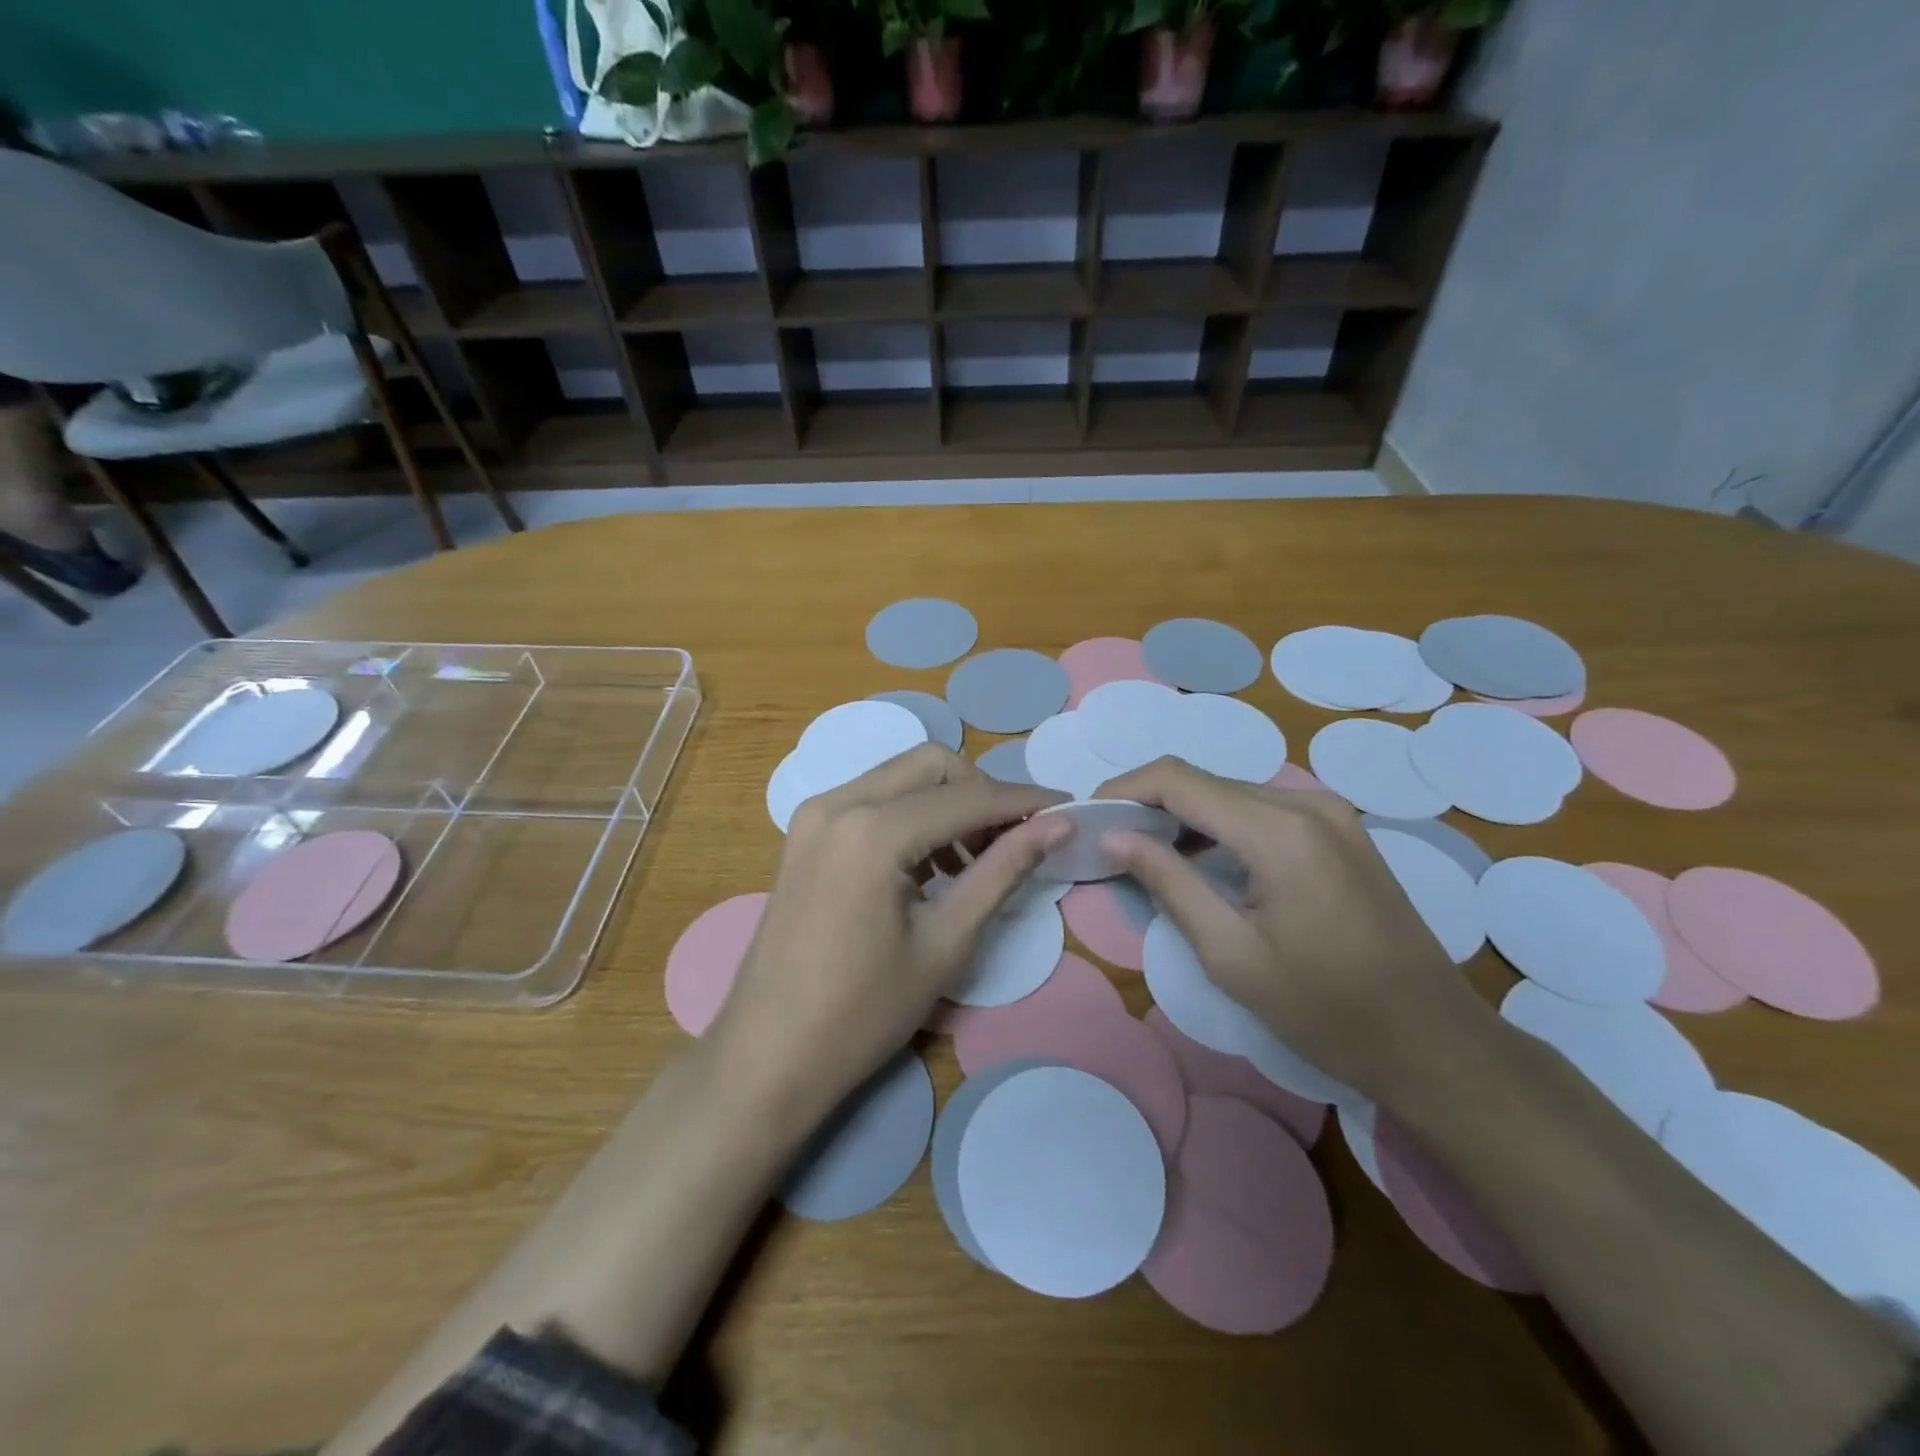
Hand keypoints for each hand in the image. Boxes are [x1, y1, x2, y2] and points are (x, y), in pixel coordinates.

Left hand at [709, 745, 1068, 1127]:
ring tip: (975, 860)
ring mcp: (814, 814)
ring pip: (900, 777)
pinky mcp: (804, 833)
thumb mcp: (946, 941)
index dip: (1023, 802)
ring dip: (947, 803)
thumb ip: (1003, 870)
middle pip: (932, 766)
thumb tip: (1057, 825)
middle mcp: (839, 802)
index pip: (968, 797)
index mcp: (873, 830)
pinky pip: (872, 800)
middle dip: (982, 793)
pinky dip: (911, 816)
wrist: (768, 1055)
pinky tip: (930, 865)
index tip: (1067, 810)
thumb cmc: (863, 1012)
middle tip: (1015, 840)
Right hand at [1095, 757, 1477, 1098]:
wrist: (1433, 1041)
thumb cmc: (1325, 1009)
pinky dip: (1219, 825)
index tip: (1087, 818)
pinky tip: (1200, 859)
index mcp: (1279, 830)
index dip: (1124, 790)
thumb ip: (1167, 883)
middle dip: (1148, 804)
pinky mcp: (1340, 830)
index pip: (1178, 780)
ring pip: (1231, 793)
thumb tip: (1113, 836)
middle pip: (1204, 781)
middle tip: (1110, 843)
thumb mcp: (1230, 954)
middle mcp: (1306, 803)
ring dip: (1183, 815)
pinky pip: (1261, 809)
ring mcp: (1330, 813)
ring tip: (1145, 853)